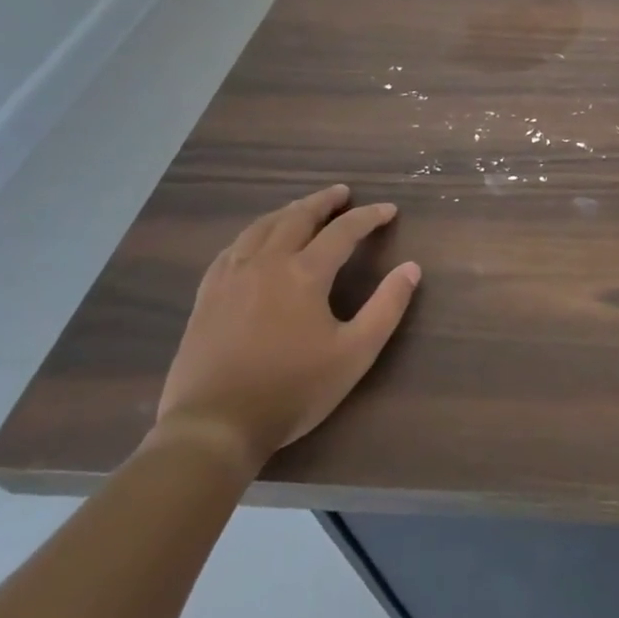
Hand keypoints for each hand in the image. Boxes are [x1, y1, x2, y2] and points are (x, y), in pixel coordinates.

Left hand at [153, 186, 420, 474]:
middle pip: (297, 217)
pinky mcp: (207, 296)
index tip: (389, 210)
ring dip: (287, 212)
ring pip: (260, 228)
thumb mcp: (355, 352)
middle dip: (323, 202)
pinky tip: (255, 241)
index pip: (343, 231)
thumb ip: (387, 307)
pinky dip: (252, 234)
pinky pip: (231, 250)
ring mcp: (231, 278)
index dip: (368, 217)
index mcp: (304, 273)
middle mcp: (266, 263)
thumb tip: (411, 268)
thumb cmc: (293, 389)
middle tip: (342, 192)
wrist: (215, 425)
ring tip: (302, 208)